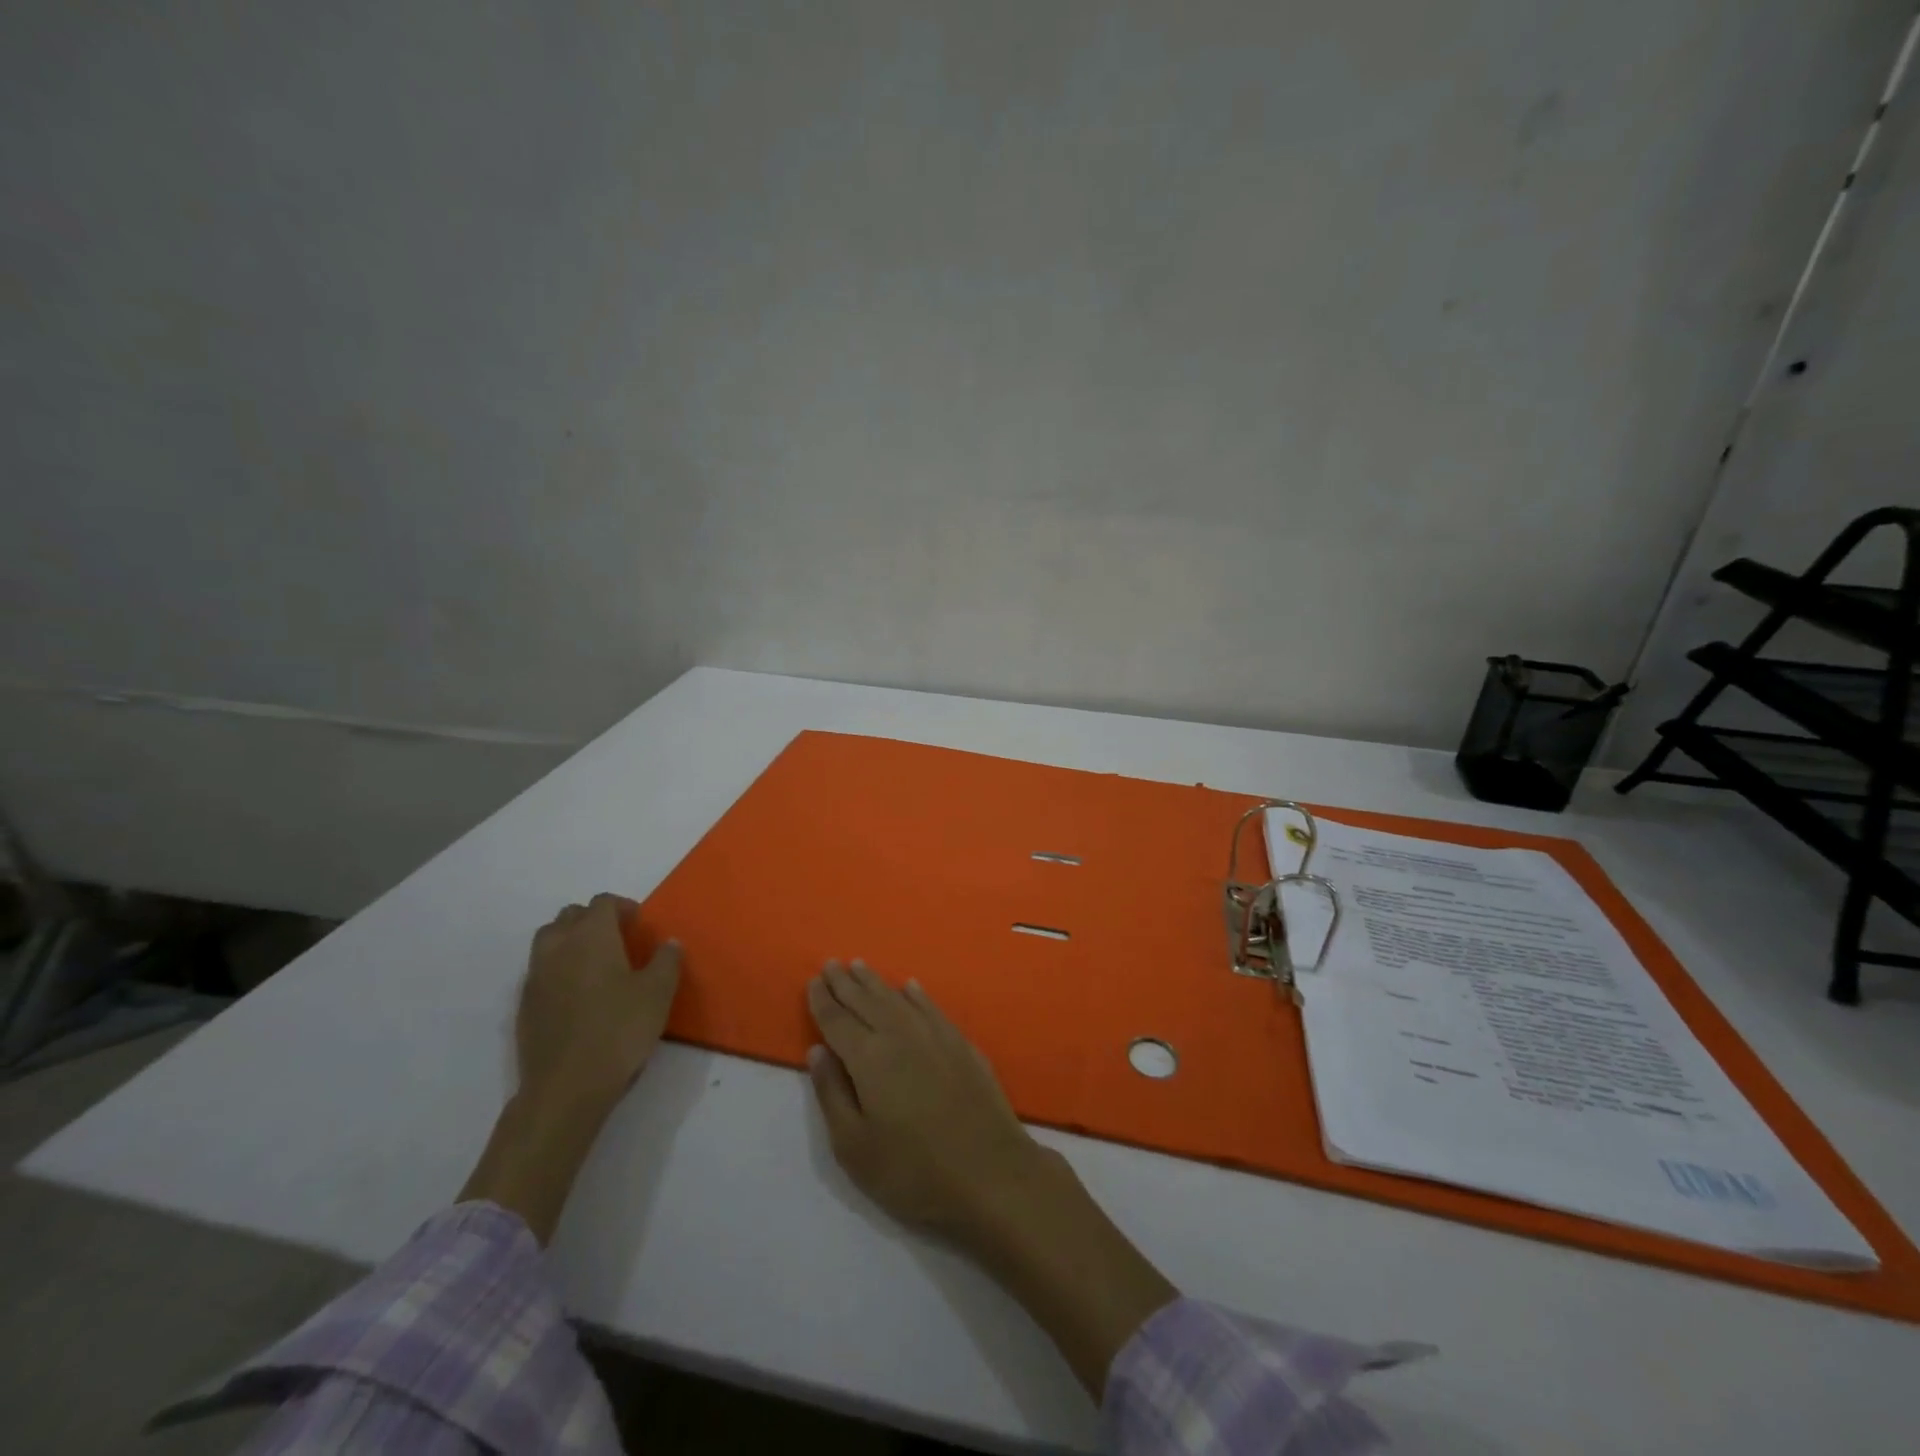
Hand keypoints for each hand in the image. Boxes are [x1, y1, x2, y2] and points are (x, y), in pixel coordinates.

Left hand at [517, 893, 682, 1118]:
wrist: (566, 1087)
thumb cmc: (619, 1031)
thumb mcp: (658, 993)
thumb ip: (667, 961)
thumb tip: (668, 943)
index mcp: (591, 936)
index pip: (602, 902)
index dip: (623, 907)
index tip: (639, 925)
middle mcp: (558, 947)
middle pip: (570, 916)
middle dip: (593, 920)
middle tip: (618, 940)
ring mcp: (535, 976)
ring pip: (549, 940)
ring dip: (571, 941)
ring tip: (595, 964)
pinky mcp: (524, 1005)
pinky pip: (541, 970)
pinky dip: (558, 969)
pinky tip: (577, 995)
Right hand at [805, 960, 1052, 1244]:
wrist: (990, 1174)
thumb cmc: (913, 1171)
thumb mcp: (855, 1147)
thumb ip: (832, 1093)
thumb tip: (817, 1050)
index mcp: (869, 1058)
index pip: (838, 1020)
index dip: (823, 1001)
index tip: (813, 980)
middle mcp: (901, 1035)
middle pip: (867, 1001)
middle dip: (846, 982)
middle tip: (831, 963)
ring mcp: (935, 1036)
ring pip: (898, 999)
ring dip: (876, 982)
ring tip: (860, 966)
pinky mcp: (961, 1044)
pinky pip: (932, 1008)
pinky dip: (916, 995)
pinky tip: (910, 987)